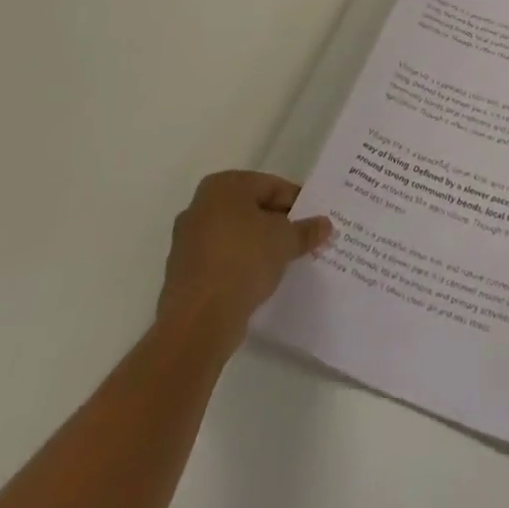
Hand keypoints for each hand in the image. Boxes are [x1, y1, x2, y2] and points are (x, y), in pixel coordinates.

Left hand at [156, 171, 331, 353]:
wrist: (197, 321)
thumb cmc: (243, 261)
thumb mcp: (285, 241)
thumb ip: (306, 230)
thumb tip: (325, 225)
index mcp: (223, 186)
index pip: (271, 186)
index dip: (296, 202)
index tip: (312, 220)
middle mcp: (200, 206)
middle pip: (251, 210)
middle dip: (275, 224)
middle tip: (300, 240)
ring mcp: (187, 241)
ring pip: (235, 236)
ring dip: (257, 246)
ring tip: (282, 262)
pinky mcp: (183, 274)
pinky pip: (220, 261)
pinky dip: (239, 266)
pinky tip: (257, 281)